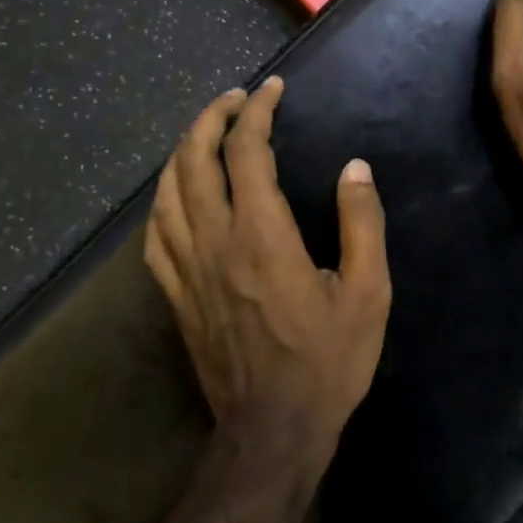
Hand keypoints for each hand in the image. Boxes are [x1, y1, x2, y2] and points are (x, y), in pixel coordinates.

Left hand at [144, 77, 391, 450]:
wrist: (272, 432)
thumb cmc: (327, 362)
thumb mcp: (368, 292)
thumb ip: (361, 223)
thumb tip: (355, 168)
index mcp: (262, 235)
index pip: (246, 151)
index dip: (257, 111)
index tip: (272, 89)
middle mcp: (215, 241)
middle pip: (194, 160)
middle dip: (212, 118)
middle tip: (236, 99)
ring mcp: (187, 269)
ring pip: (167, 192)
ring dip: (183, 151)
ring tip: (205, 131)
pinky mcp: (176, 296)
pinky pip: (155, 235)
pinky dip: (162, 200)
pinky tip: (175, 193)